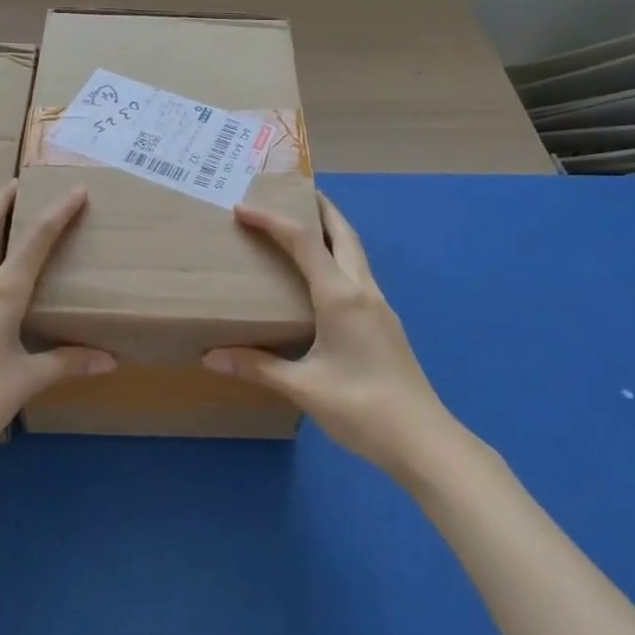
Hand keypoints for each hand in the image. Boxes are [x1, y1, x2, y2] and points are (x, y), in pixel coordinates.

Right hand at [203, 192, 460, 481]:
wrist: (424, 441)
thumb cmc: (362, 408)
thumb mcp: (303, 388)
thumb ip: (257, 367)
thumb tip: (210, 356)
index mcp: (341, 297)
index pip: (304, 242)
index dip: (272, 221)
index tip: (242, 209)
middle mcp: (363, 291)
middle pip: (343, 234)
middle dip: (320, 208)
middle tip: (293, 193)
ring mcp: (380, 307)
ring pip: (356, 253)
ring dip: (333, 231)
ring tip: (306, 226)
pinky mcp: (385, 324)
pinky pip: (359, 274)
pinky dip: (339, 258)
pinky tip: (325, 279)